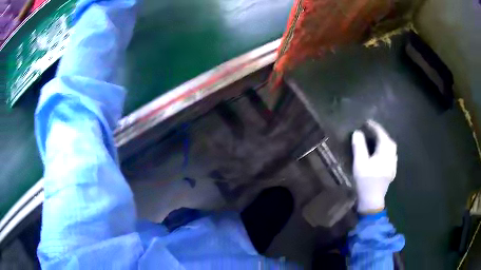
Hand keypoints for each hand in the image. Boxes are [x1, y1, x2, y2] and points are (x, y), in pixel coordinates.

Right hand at [351, 120, 397, 213]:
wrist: (372, 200)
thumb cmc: (366, 181)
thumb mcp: (360, 163)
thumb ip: (359, 146)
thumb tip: (358, 132)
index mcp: (385, 152)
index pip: (381, 134)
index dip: (374, 127)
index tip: (367, 122)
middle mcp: (392, 156)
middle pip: (388, 140)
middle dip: (381, 133)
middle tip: (372, 130)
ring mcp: (393, 164)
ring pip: (391, 148)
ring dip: (384, 141)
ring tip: (376, 139)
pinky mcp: (391, 171)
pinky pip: (391, 155)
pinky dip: (386, 150)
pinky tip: (381, 153)